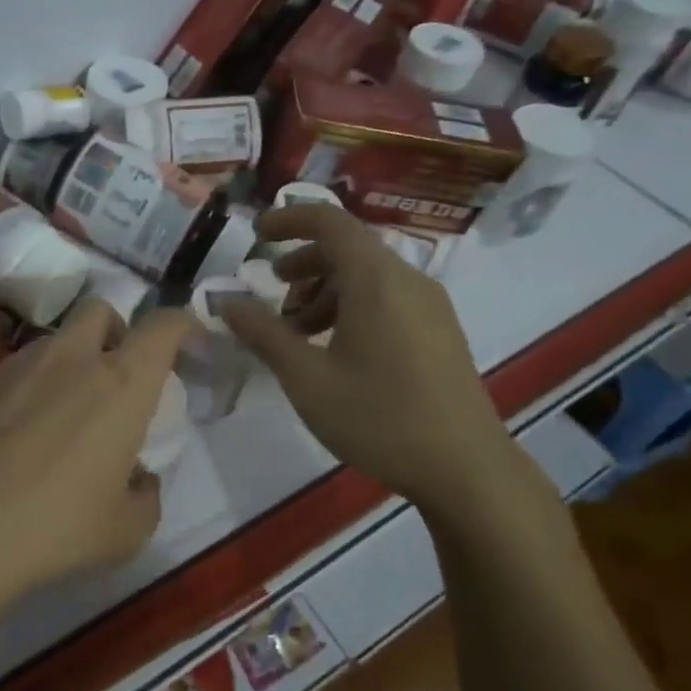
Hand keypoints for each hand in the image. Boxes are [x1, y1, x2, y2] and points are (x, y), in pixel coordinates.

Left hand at [0, 299, 192, 683]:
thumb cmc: (56, 529)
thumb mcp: (126, 531)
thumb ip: (146, 495)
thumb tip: (138, 478)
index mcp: (120, 384)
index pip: (163, 325)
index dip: (181, 324)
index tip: (186, 339)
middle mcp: (70, 358)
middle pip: (100, 310)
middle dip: (114, 332)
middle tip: (112, 378)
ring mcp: (15, 364)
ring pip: (51, 342)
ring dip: (65, 365)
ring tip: (52, 419)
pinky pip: (8, 373)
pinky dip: (20, 392)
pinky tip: (4, 440)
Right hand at [218, 204, 529, 519]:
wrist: (466, 470)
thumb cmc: (379, 418)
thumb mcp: (307, 378)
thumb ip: (263, 333)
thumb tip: (224, 301)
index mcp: (375, 280)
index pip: (329, 221)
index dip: (289, 220)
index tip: (256, 235)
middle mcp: (407, 280)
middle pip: (348, 247)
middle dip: (303, 262)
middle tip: (272, 292)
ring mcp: (429, 305)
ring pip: (367, 275)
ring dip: (325, 288)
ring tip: (299, 331)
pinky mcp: (439, 330)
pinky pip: (388, 297)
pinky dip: (352, 305)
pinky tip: (336, 349)